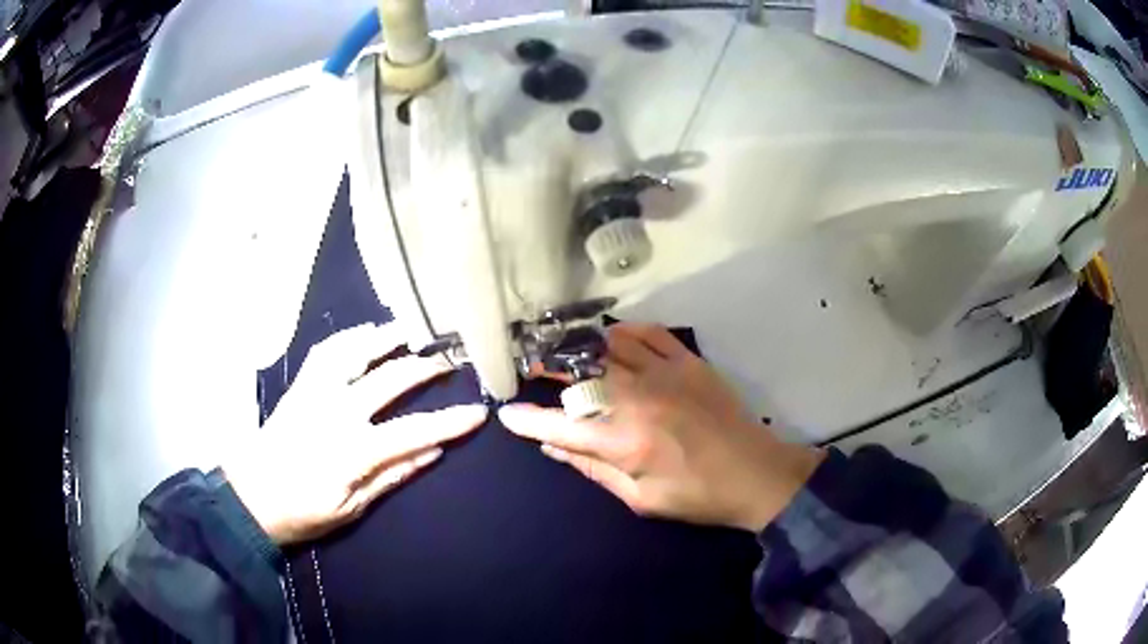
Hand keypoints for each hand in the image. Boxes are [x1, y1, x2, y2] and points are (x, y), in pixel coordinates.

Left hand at [224, 324, 486, 544]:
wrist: (251, 497)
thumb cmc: (303, 511)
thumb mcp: (352, 508)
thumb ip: (392, 476)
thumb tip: (432, 451)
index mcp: (350, 451)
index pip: (412, 431)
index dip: (449, 422)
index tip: (478, 412)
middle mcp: (334, 412)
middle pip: (388, 380)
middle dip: (426, 367)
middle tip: (453, 358)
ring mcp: (314, 393)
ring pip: (353, 352)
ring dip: (386, 338)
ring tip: (412, 330)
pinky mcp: (300, 386)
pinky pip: (325, 352)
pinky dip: (349, 338)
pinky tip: (366, 334)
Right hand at [500, 323, 822, 531]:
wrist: (757, 473)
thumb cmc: (697, 496)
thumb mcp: (641, 500)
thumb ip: (594, 470)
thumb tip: (554, 446)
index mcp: (626, 442)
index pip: (561, 427)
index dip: (528, 421)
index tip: (507, 413)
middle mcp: (639, 400)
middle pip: (580, 376)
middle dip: (548, 371)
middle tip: (532, 369)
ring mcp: (666, 374)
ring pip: (610, 348)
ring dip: (581, 349)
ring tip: (566, 352)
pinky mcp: (689, 362)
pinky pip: (649, 334)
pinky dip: (625, 332)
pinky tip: (612, 338)